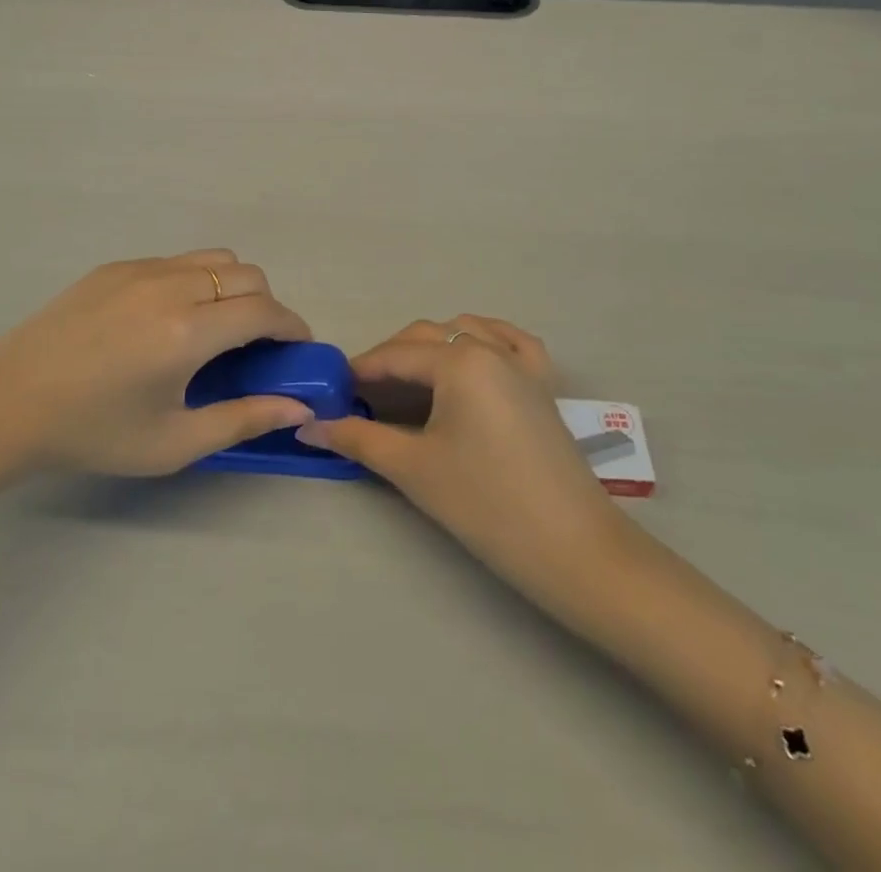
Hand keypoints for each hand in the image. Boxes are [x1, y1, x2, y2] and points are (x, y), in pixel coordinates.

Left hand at [0, 251, 314, 478]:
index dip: (292, 327)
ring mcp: (140, 269)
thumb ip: (244, 419)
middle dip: (266, 306)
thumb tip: (299, 407)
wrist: (5, 405)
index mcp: (188, 331)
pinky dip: (194, 281)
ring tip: (215, 329)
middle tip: (254, 347)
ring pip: (213, 259)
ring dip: (233, 287)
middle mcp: (171, 286)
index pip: (265, 311)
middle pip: (247, 275)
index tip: (297, 349)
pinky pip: (176, 261)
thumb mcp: (174, 442)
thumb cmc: (93, 433)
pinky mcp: (114, 267)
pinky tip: (168, 321)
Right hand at [298, 315, 624, 602]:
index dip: (360, 370)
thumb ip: (358, 438)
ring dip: (432, 346)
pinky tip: (472, 354)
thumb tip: (308, 426)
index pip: (395, 355)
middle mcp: (490, 348)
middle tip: (363, 396)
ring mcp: (522, 364)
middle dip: (390, 359)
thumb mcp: (413, 469)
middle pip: (426, 337)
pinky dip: (484, 338)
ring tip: (409, 381)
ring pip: (465, 332)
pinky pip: (510, 341)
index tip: (333, 390)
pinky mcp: (543, 384)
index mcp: (458, 361)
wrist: (572, 548)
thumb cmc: (485, 504)